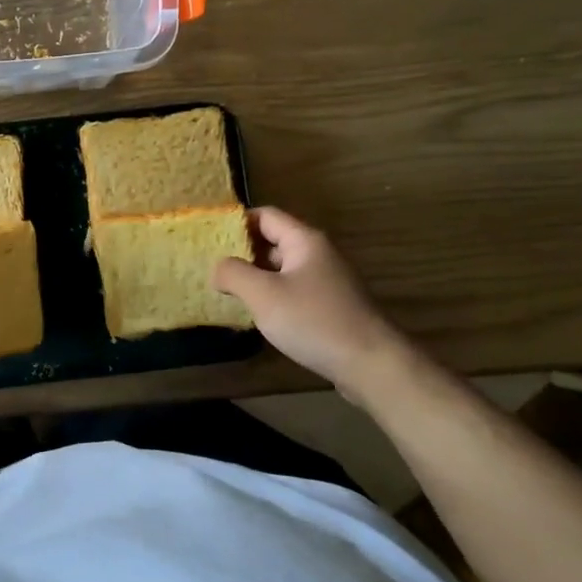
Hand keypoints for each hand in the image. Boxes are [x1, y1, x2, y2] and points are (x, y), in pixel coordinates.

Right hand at [213, 207, 408, 401]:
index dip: (236, 222)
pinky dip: (273, 295)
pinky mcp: (331, 306)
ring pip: (282, 268)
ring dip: (257, 276)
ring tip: (228, 291)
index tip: (209, 239)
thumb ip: (234, 273)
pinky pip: (294, 290)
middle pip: (273, 241)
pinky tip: (258, 314)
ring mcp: (327, 281)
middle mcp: (318, 254)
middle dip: (243, 252)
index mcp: (304, 241)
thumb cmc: (314, 321)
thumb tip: (218, 268)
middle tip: (212, 267)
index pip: (265, 216)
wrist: (371, 365)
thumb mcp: (263, 294)